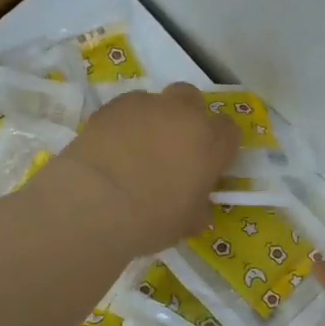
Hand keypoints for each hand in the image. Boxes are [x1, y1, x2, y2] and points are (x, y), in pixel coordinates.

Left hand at [42, 83, 238, 254]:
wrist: (95, 201)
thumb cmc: (150, 219)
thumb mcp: (184, 224)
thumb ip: (197, 209)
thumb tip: (199, 209)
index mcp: (211, 144)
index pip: (230, 131)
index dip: (219, 145)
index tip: (206, 163)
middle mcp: (185, 116)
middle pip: (194, 101)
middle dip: (187, 117)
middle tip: (173, 146)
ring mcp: (148, 105)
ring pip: (158, 101)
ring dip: (154, 118)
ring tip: (136, 147)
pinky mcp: (114, 104)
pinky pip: (127, 107)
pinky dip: (125, 121)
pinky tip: (112, 144)